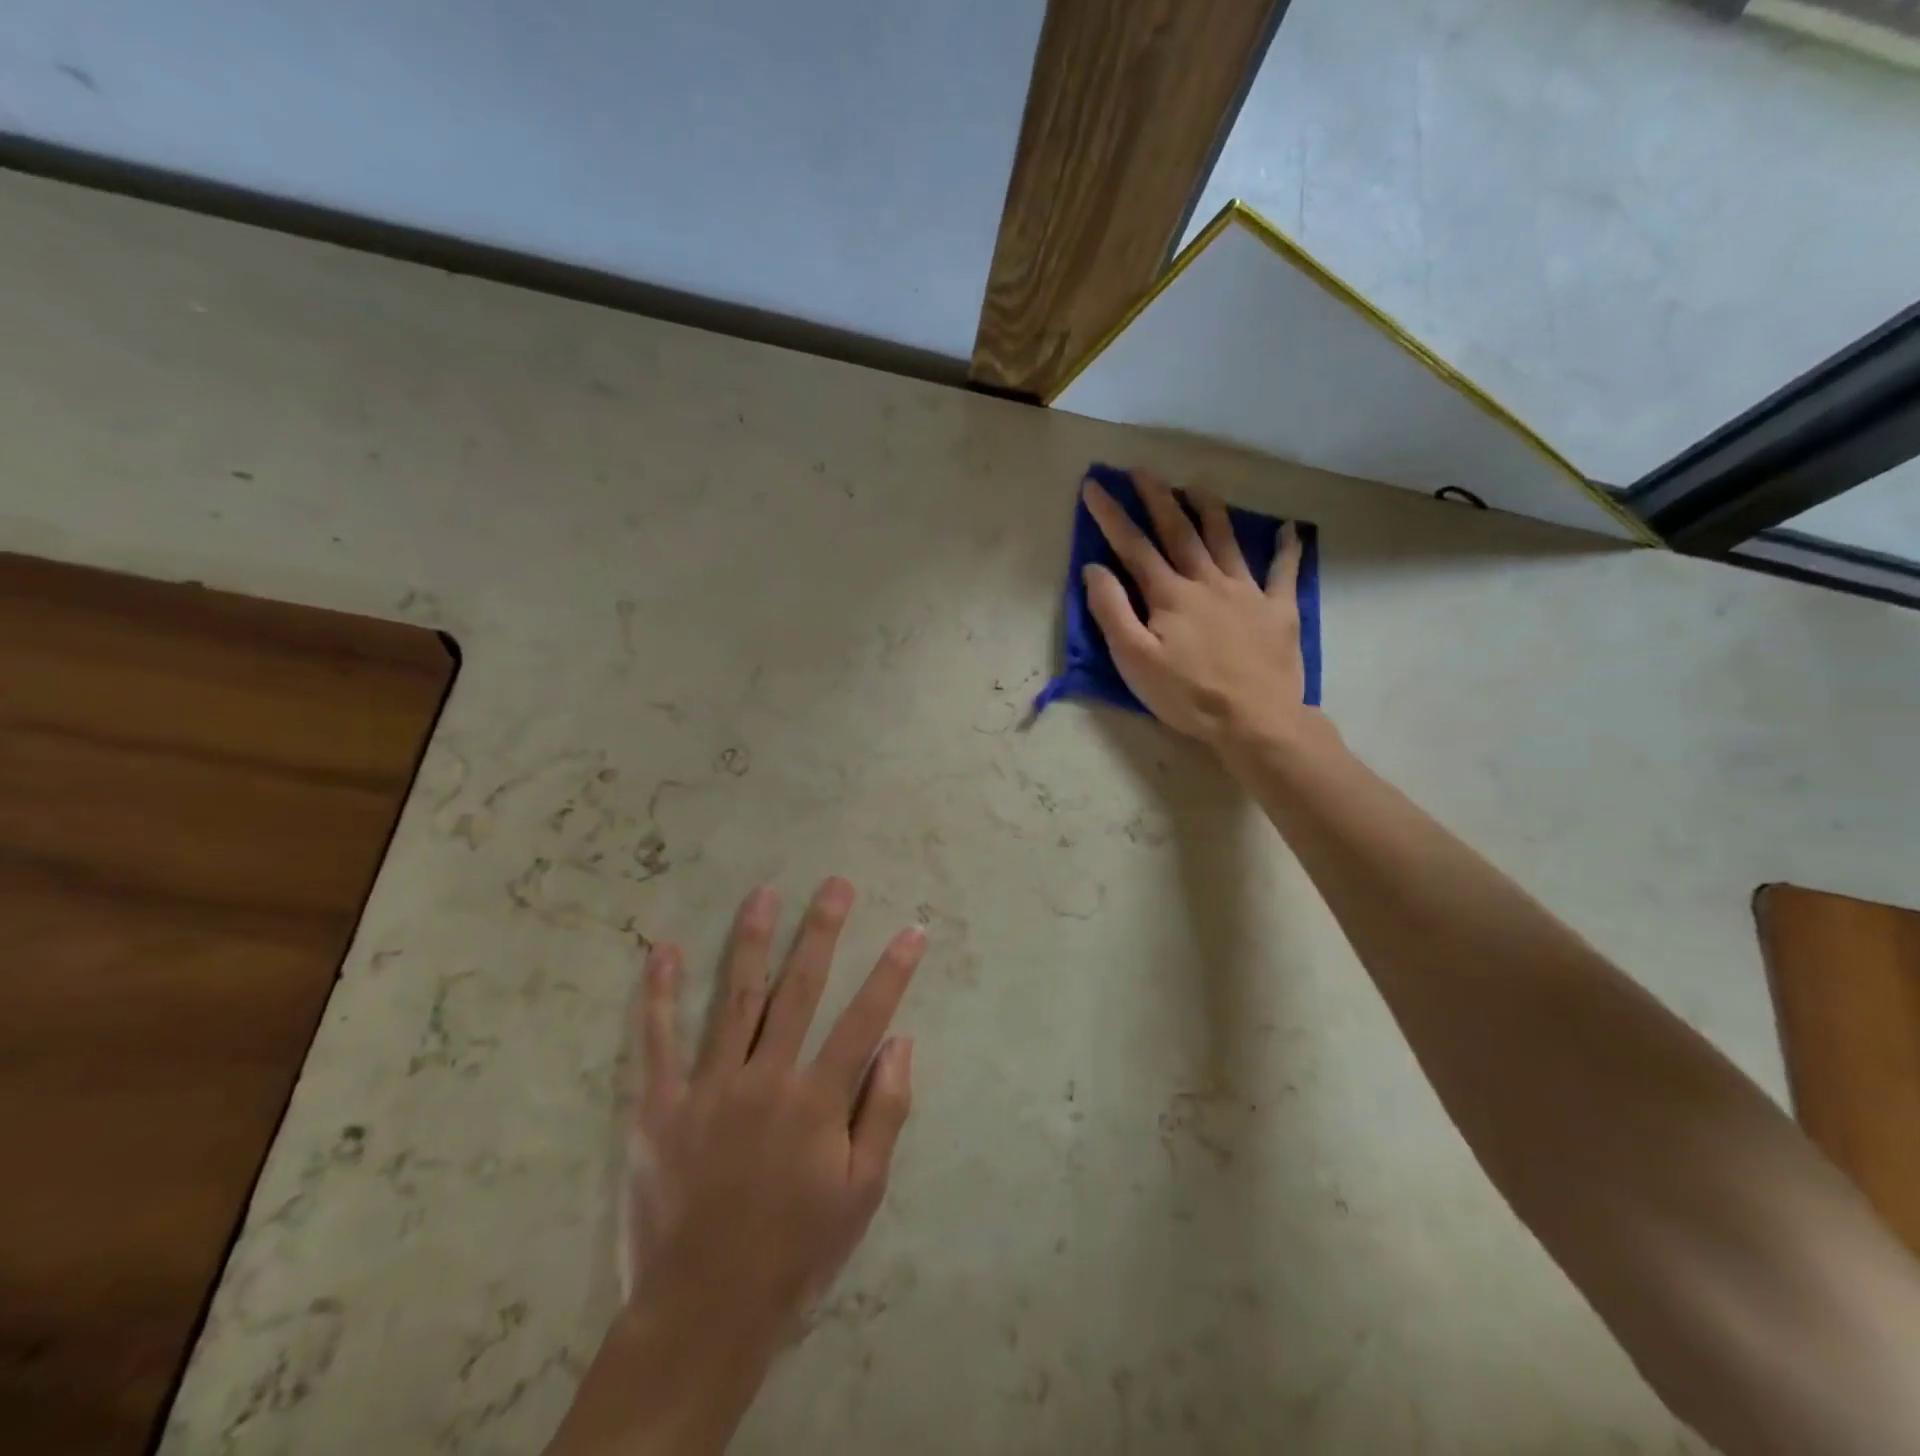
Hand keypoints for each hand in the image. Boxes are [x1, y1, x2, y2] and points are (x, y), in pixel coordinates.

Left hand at [630, 878, 921, 1332]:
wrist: (703, 1311)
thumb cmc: (794, 1251)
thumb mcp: (861, 1194)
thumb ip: (884, 1113)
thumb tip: (902, 1043)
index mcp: (816, 1101)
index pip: (865, 1019)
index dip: (892, 972)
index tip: (912, 930)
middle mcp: (765, 1079)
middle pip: (799, 990)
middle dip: (822, 931)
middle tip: (836, 884)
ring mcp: (708, 1088)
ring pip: (734, 999)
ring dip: (751, 942)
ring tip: (763, 894)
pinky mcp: (659, 1106)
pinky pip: (657, 1041)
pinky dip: (659, 994)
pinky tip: (660, 950)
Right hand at [1082, 471, 1316, 750]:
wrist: (1255, 721)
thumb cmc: (1187, 696)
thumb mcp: (1134, 660)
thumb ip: (1112, 611)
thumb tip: (1094, 568)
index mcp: (1169, 595)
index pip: (1133, 547)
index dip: (1111, 515)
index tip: (1094, 486)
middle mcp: (1207, 582)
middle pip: (1180, 531)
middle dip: (1158, 498)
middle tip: (1142, 470)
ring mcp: (1247, 592)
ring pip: (1226, 540)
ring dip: (1209, 509)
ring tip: (1196, 486)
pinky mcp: (1278, 610)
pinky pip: (1284, 571)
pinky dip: (1287, 548)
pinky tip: (1289, 529)